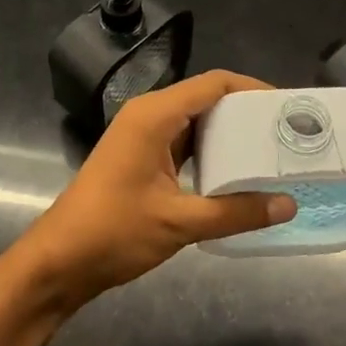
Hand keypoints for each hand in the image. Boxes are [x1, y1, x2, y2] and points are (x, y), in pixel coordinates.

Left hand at [11, 71, 298, 310]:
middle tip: (283, 131)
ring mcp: (141, 134)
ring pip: (194, 119)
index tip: (286, 107)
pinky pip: (182, 139)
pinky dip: (209, 149)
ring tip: (267, 150)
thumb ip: (235, 212)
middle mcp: (148, 114)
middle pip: (205, 97)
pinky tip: (234, 171)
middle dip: (245, 111)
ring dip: (228, 132)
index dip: (252, 89)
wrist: (58, 261)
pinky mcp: (140, 155)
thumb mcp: (180, 223)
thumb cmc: (114, 232)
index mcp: (155, 114)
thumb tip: (287, 205)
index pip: (213, 83)